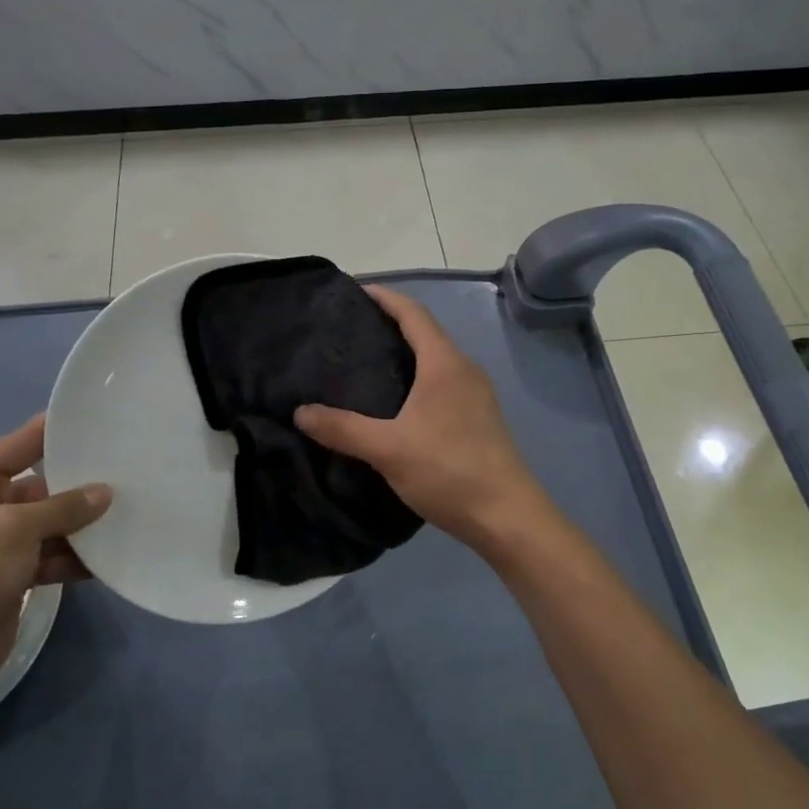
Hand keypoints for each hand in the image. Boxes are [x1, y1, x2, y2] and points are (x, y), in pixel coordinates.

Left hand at [0, 414, 109, 712]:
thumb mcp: (11, 532)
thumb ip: (62, 508)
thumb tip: (106, 492)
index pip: (22, 443)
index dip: (60, 430)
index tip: (105, 418)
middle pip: (44, 483)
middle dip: (83, 482)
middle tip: (132, 467)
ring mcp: (1, 540)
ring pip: (54, 520)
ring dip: (86, 523)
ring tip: (132, 510)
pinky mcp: (17, 572)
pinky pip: (56, 552)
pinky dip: (79, 555)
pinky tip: (114, 553)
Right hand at [295, 286, 547, 551]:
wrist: (507, 517)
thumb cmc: (449, 471)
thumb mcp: (388, 449)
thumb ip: (342, 429)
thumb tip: (300, 412)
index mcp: (445, 364)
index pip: (413, 313)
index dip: (385, 297)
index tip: (355, 290)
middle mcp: (464, 369)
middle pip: (425, 332)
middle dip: (390, 324)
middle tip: (349, 331)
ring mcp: (476, 394)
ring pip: (435, 360)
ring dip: (404, 353)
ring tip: (364, 364)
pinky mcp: (478, 418)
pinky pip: (442, 382)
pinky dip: (416, 378)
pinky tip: (394, 403)